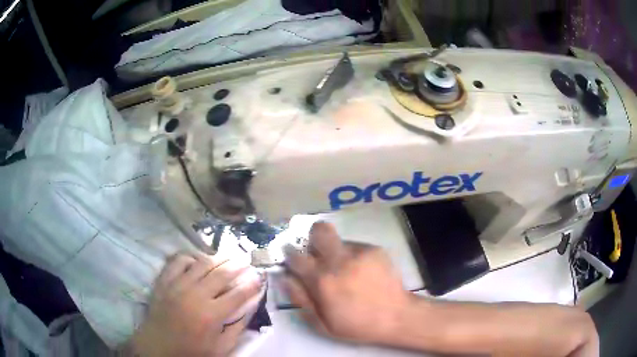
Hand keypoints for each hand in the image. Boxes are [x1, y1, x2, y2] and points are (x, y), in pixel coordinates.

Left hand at [126, 253, 263, 356]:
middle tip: (246, 261)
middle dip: (238, 266)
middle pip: (221, 273)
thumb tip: (251, 308)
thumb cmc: (191, 350)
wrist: (158, 346)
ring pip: (201, 263)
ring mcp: (177, 285)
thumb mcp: (221, 348)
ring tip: (227, 256)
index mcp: (211, 315)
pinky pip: (178, 261)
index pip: (238, 294)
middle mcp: (195, 295)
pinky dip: (190, 257)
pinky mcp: (164, 281)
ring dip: (217, 258)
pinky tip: (197, 261)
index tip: (259, 278)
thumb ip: (238, 328)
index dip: (252, 284)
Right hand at [283, 222, 410, 343]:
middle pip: (319, 230)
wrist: (396, 316)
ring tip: (346, 269)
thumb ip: (300, 298)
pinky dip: (353, 255)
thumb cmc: (356, 325)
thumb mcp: (321, 323)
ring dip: (335, 251)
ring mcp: (359, 252)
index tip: (292, 258)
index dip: (290, 254)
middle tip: (316, 252)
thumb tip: (285, 277)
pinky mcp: (375, 249)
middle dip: (312, 236)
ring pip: (338, 239)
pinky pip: (356, 246)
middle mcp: (339, 260)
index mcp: (322, 280)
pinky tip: (362, 271)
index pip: (295, 256)